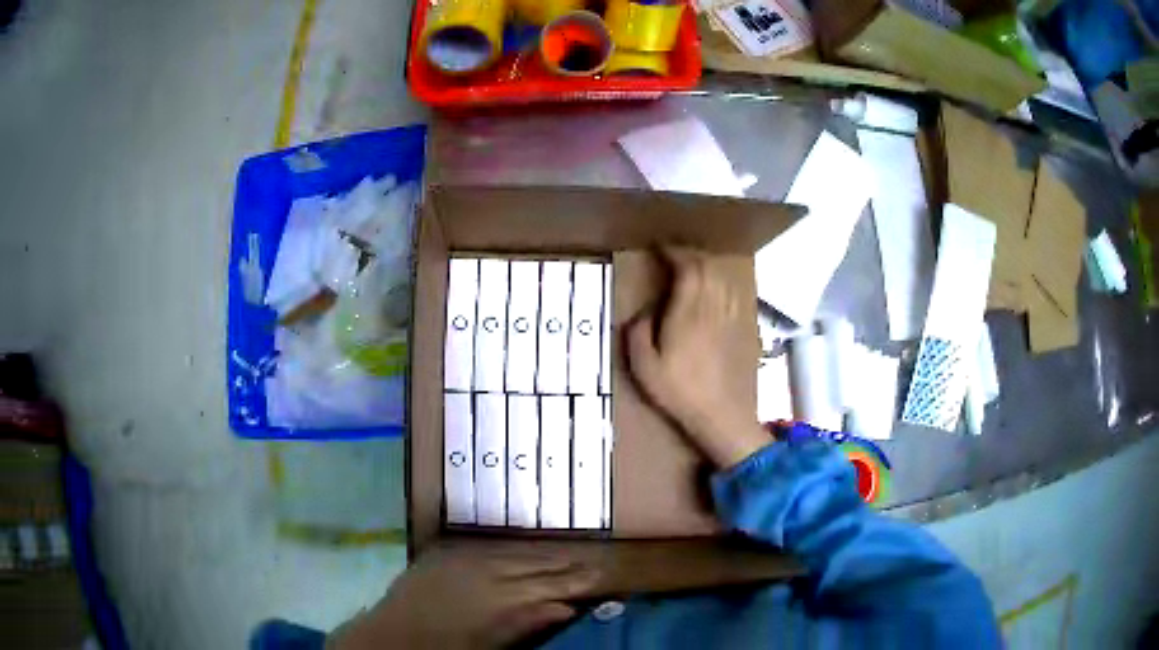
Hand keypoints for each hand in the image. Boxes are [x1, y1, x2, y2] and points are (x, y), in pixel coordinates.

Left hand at [330, 549, 597, 649]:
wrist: (391, 635)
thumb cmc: (445, 648)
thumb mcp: (491, 644)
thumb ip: (528, 622)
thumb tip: (565, 607)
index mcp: (500, 598)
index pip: (549, 586)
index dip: (576, 582)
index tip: (602, 578)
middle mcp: (485, 571)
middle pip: (536, 565)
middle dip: (566, 566)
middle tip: (595, 565)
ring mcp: (464, 558)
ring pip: (515, 552)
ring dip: (543, 555)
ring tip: (569, 556)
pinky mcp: (447, 553)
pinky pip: (490, 546)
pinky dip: (512, 549)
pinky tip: (524, 551)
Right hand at [626, 248, 770, 468]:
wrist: (720, 413)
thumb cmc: (679, 391)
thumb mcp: (644, 367)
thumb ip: (637, 333)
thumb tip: (642, 313)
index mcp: (688, 312)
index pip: (687, 268)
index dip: (674, 252)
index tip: (660, 248)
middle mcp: (712, 307)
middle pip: (707, 267)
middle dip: (690, 254)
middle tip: (674, 253)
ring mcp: (730, 316)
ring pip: (723, 277)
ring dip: (708, 265)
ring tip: (693, 265)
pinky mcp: (740, 328)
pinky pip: (733, 293)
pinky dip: (722, 282)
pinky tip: (716, 288)